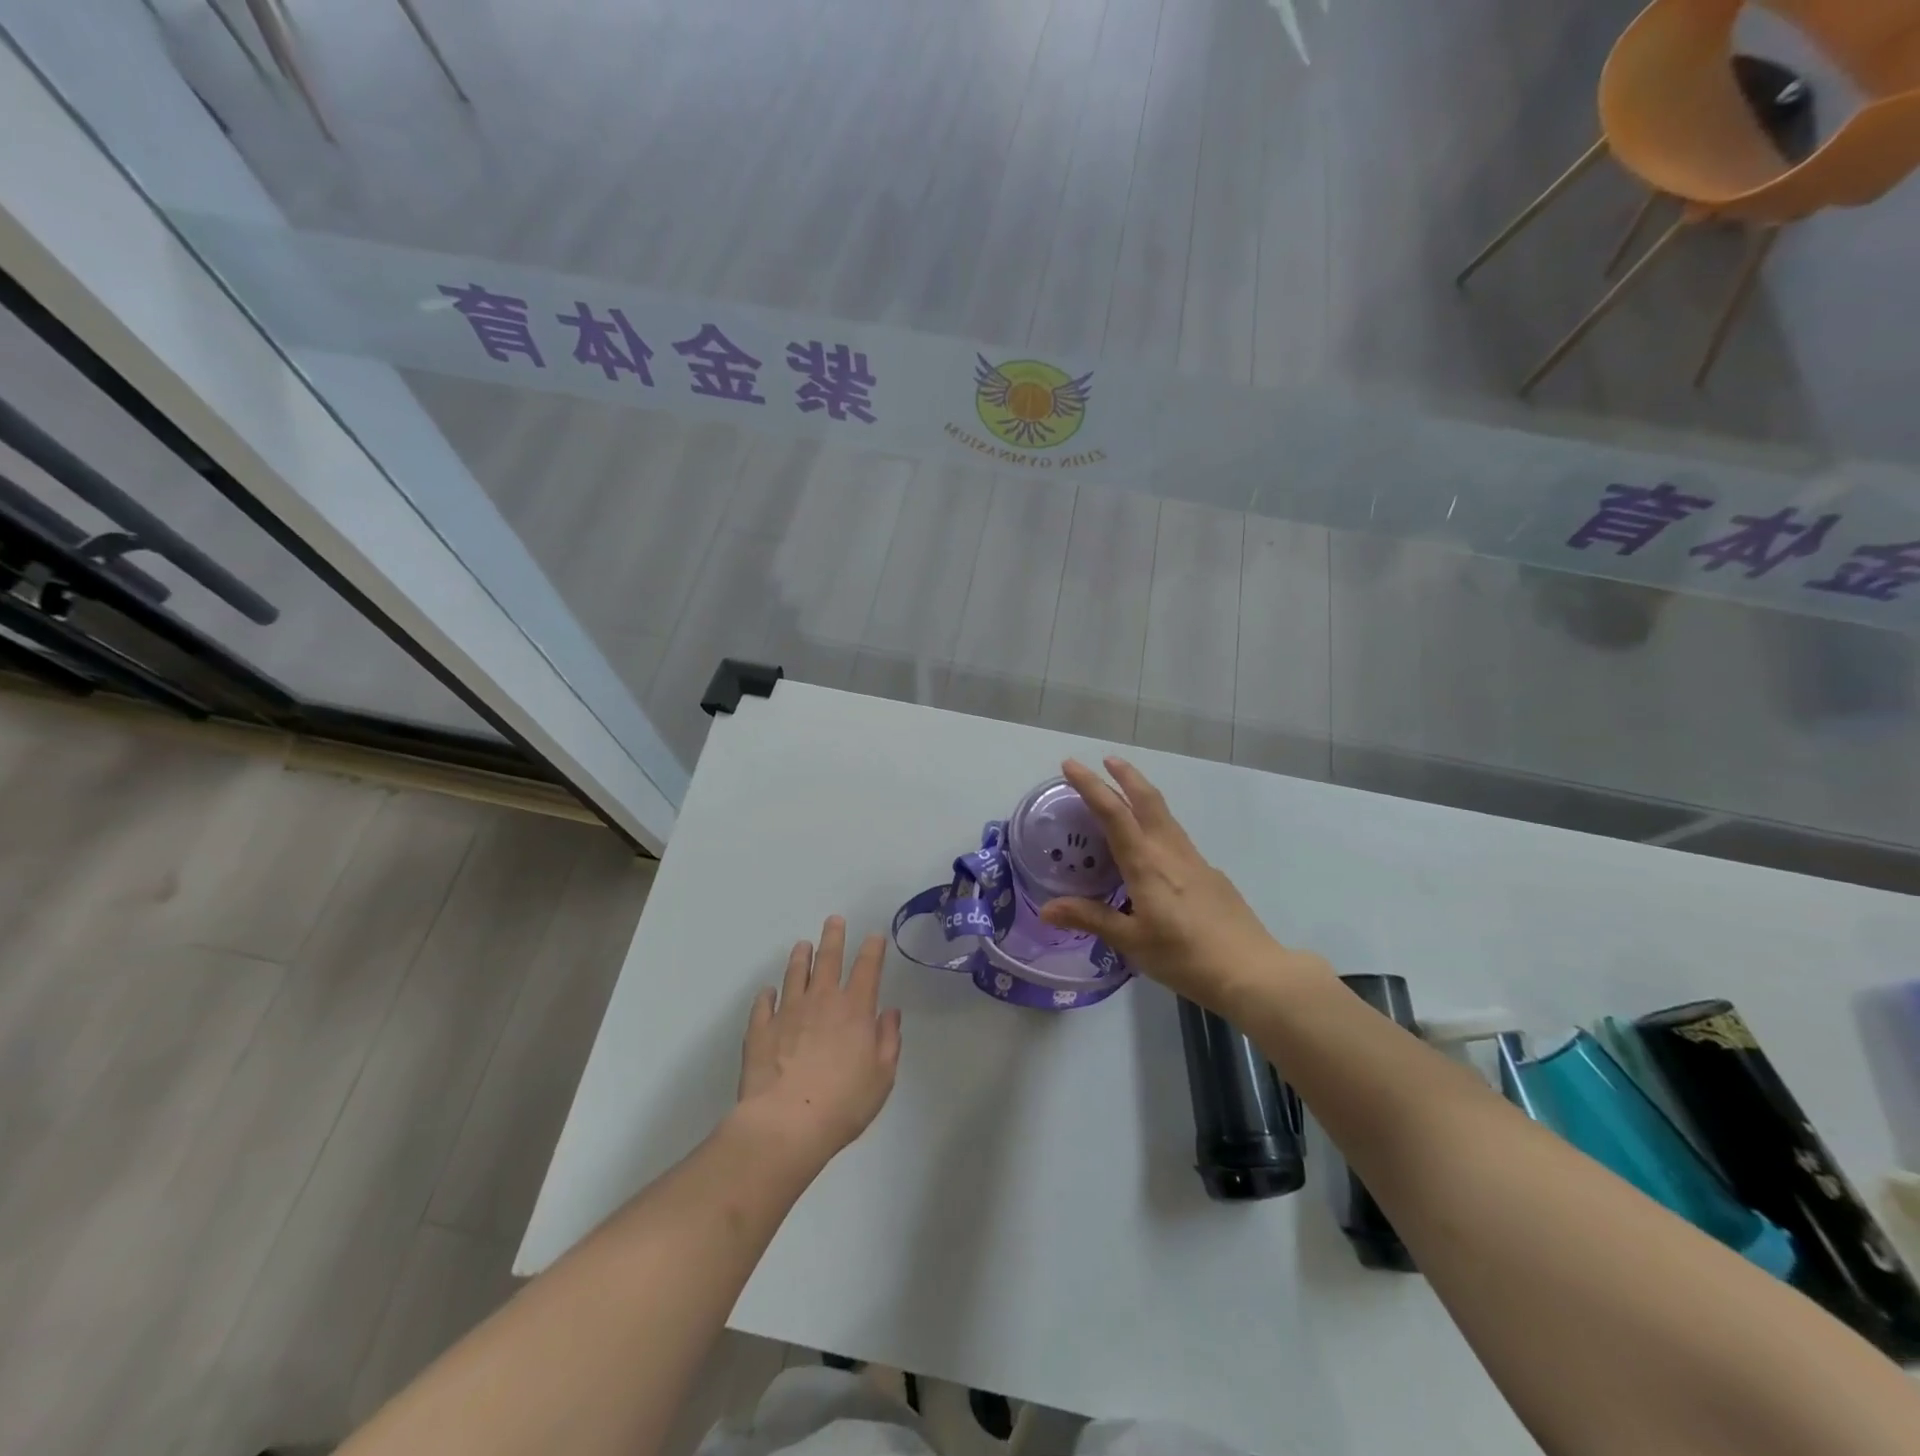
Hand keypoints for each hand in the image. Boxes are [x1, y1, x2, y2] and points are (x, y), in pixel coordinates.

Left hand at [735, 916, 901, 1168]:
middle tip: (833, 920)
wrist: (785, 1124)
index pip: (867, 968)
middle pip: (828, 959)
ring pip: (795, 974)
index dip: (872, 949)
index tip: (874, 935)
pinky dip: (767, 995)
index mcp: (855, 1009)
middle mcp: (821, 1000)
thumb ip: (888, 1040)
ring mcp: (787, 1011)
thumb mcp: (882, 1076)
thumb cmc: (843, 1104)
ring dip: (800, 958)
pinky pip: (763, 1003)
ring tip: (802, 945)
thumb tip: (889, 1013)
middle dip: (833, 936)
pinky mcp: (760, 1029)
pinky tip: (768, 992)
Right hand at [1039, 757, 1331, 1012]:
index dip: (1091, 786)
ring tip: (1124, 791)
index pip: (1113, 814)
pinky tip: (1152, 849)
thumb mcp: (1131, 942)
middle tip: (1106, 759)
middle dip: (1126, 775)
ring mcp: (1194, 860)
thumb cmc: (1185, 957)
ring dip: (1142, 795)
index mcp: (1146, 864)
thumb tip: (1046, 909)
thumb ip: (1090, 919)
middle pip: (1147, 800)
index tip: (1071, 765)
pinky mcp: (1209, 874)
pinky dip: (1157, 824)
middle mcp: (1170, 852)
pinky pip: (1176, 837)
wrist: (1251, 971)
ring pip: (1165, 815)